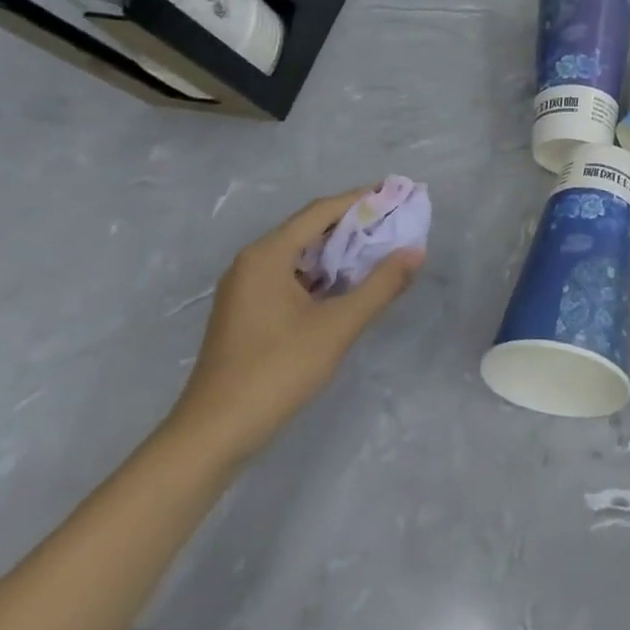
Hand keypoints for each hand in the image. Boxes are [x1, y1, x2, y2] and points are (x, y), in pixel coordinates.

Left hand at [166, 189, 424, 467]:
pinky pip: (292, 277)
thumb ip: (381, 285)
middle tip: (397, 223)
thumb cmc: (276, 371)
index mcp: (268, 255)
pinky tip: (350, 286)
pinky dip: (324, 275)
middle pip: (311, 229)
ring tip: (383, 251)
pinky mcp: (249, 312)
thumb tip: (416, 251)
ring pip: (302, 256)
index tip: (398, 194)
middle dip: (355, 225)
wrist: (213, 435)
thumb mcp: (338, 326)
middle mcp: (253, 262)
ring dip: (341, 252)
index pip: (322, 211)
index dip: (363, 199)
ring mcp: (247, 288)